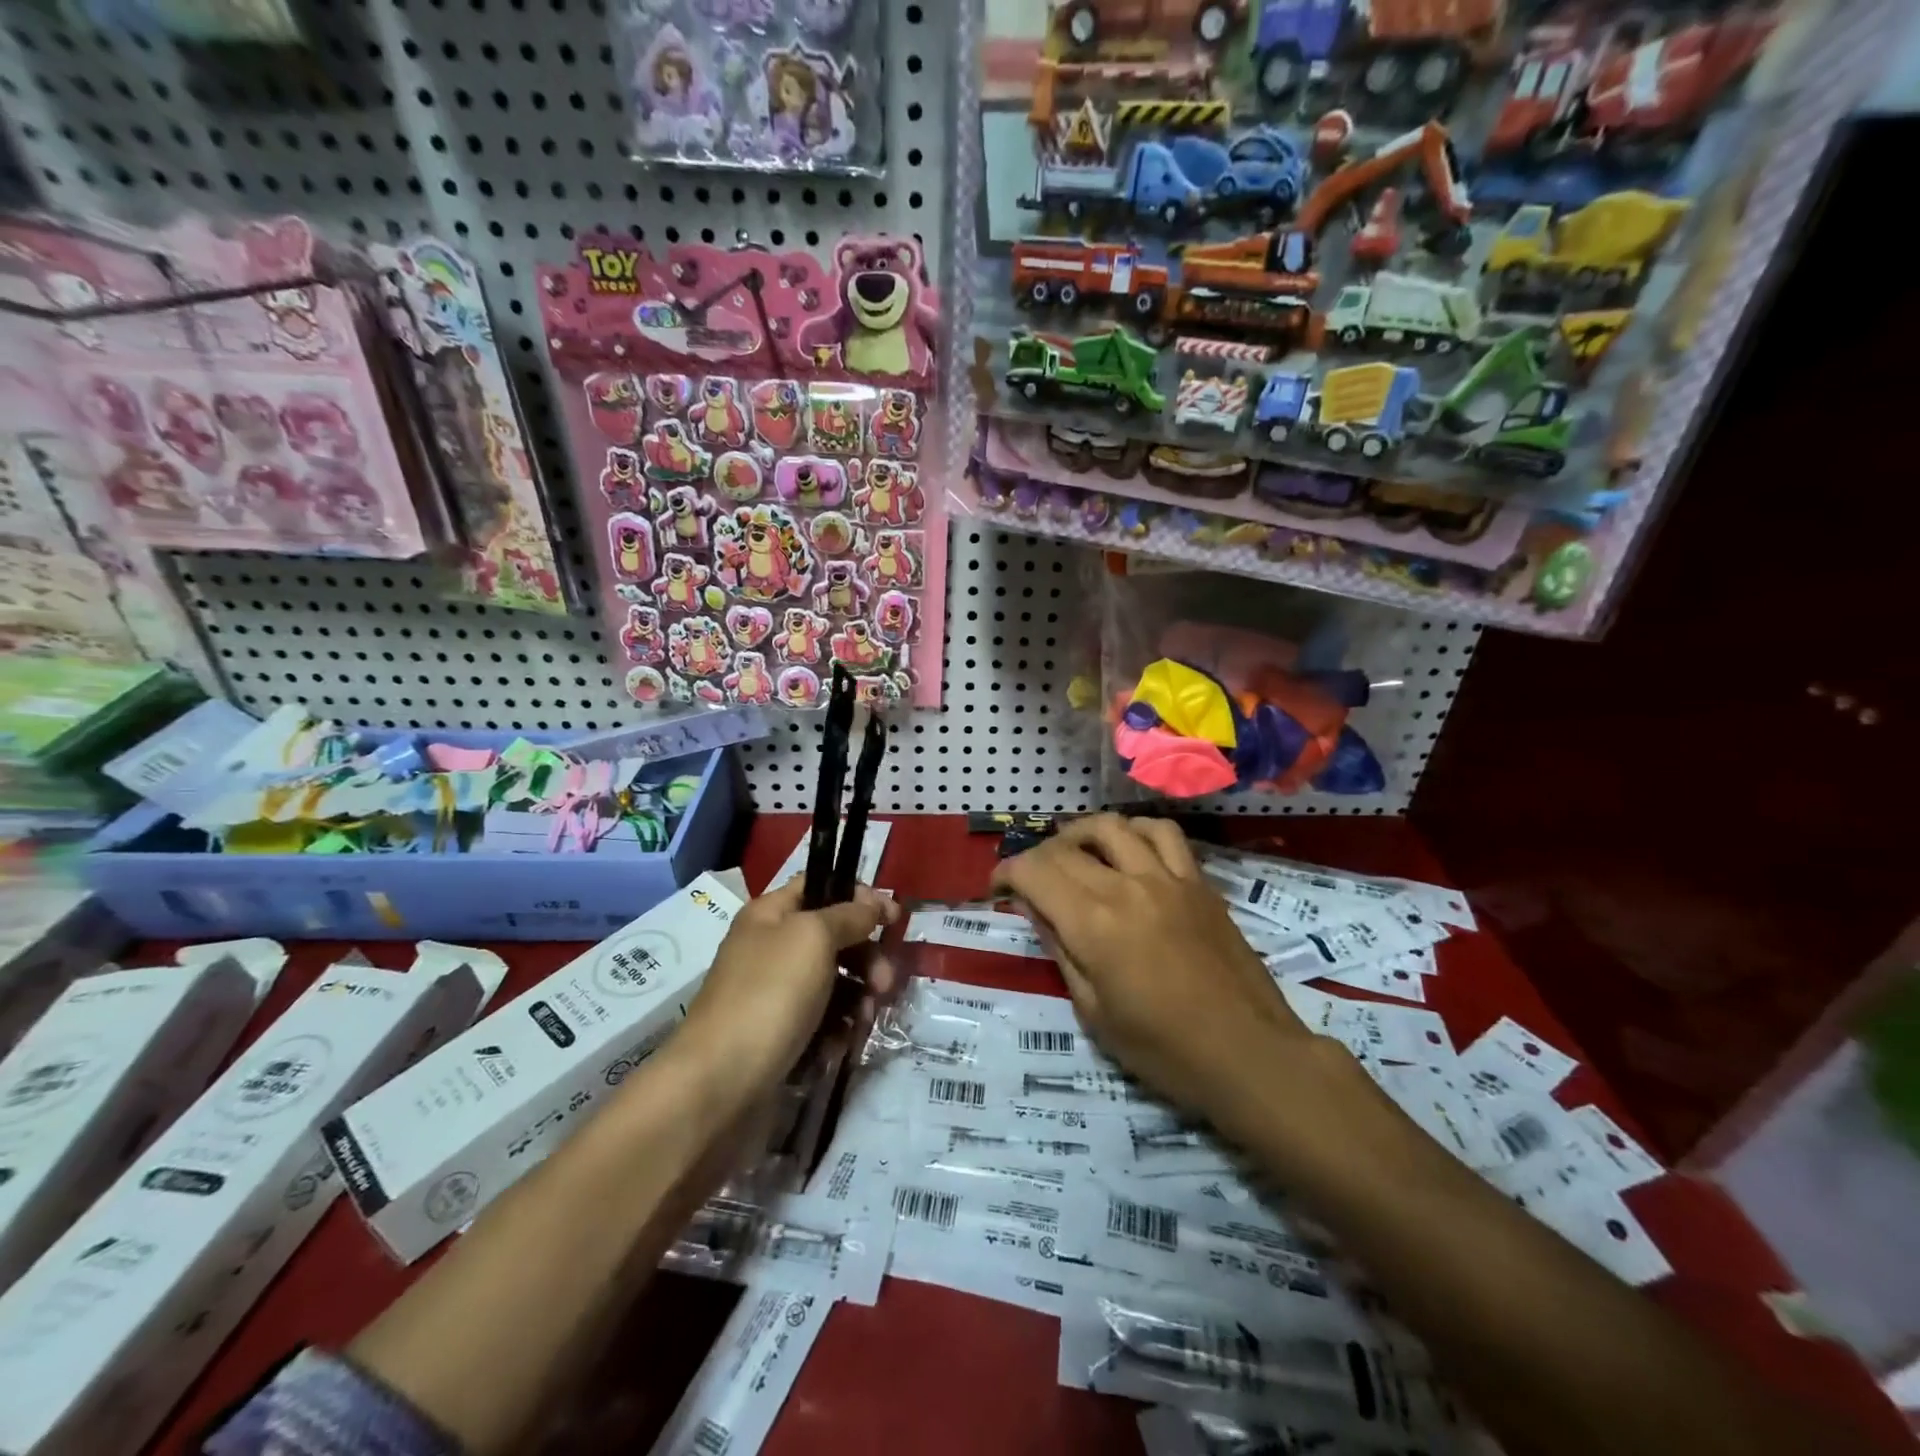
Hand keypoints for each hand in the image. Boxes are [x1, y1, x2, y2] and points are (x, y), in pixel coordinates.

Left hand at [674, 879, 899, 1100]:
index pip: (821, 887)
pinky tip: (840, 1045)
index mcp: (771, 915)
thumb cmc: (769, 995)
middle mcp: (772, 948)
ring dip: (859, 997)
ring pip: (835, 982)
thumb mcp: (813, 938)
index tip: (894, 918)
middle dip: (866, 957)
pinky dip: (838, 1029)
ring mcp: (776, 994)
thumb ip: (849, 915)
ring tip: (863, 1021)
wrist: (719, 1085)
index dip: (859, 896)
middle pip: (835, 937)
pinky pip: (824, 1021)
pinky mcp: (782, 1036)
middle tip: (884, 982)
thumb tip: (876, 904)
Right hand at [990, 815, 1308, 1123]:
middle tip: (1029, 880)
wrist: (1248, 1054)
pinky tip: (1128, 847)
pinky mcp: (1198, 882)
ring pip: (1112, 827)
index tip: (998, 887)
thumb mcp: (1093, 1012)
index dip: (1007, 873)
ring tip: (1073, 852)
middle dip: (1035, 858)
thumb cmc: (1164, 1050)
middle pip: (1066, 848)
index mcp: (1093, 924)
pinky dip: (1136, 831)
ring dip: (1080, 833)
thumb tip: (1034, 908)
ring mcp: (1167, 878)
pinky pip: (1164, 834)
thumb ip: (1059, 950)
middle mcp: (1126, 887)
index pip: (1035, 872)